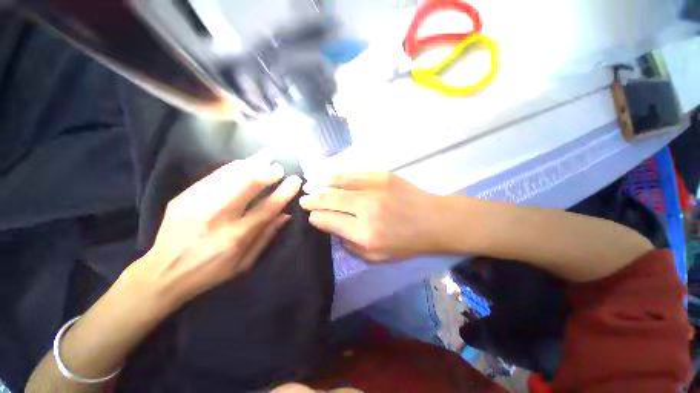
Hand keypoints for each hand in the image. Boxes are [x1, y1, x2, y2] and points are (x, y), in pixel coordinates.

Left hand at [123, 151, 301, 309]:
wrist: (162, 273)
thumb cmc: (210, 272)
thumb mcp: (245, 263)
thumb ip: (266, 236)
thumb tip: (286, 214)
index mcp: (236, 236)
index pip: (267, 207)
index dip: (284, 192)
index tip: (295, 180)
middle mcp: (218, 217)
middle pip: (247, 186)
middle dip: (267, 172)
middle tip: (278, 166)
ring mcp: (198, 204)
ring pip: (230, 176)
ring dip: (251, 164)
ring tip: (265, 156)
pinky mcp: (184, 197)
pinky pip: (212, 176)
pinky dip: (231, 167)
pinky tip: (243, 162)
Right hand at [299, 172, 440, 261]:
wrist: (433, 221)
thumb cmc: (406, 243)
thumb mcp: (376, 257)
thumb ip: (349, 244)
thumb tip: (331, 226)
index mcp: (364, 233)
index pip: (329, 220)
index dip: (316, 217)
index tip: (310, 215)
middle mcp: (366, 208)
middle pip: (329, 199)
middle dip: (312, 199)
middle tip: (303, 199)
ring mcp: (374, 188)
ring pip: (338, 182)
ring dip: (320, 184)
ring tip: (309, 185)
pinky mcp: (382, 175)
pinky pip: (353, 173)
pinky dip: (337, 174)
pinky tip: (327, 176)